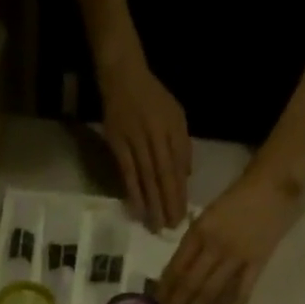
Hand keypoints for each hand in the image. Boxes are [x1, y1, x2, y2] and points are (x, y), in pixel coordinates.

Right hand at [99, 59, 189, 231]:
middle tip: (171, 228)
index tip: (183, 215)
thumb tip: (187, 176)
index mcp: (172, 128)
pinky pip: (127, 173)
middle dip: (169, 203)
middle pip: (164, 175)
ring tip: (156, 226)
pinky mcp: (118, 144)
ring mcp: (136, 139)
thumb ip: (183, 144)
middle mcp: (156, 134)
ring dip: (152, 203)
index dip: (181, 192)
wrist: (123, 75)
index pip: (178, 166)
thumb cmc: (153, 98)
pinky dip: (133, 192)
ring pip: (146, 177)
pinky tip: (137, 210)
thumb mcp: (176, 114)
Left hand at [155, 163, 303, 303]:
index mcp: (200, 230)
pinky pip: (238, 298)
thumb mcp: (208, 215)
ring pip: (208, 293)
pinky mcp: (255, 266)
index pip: (176, 266)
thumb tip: (175, 276)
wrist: (276, 183)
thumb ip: (193, 243)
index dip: (164, 290)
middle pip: (189, 284)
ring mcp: (236, 257)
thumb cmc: (239, 198)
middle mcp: (214, 245)